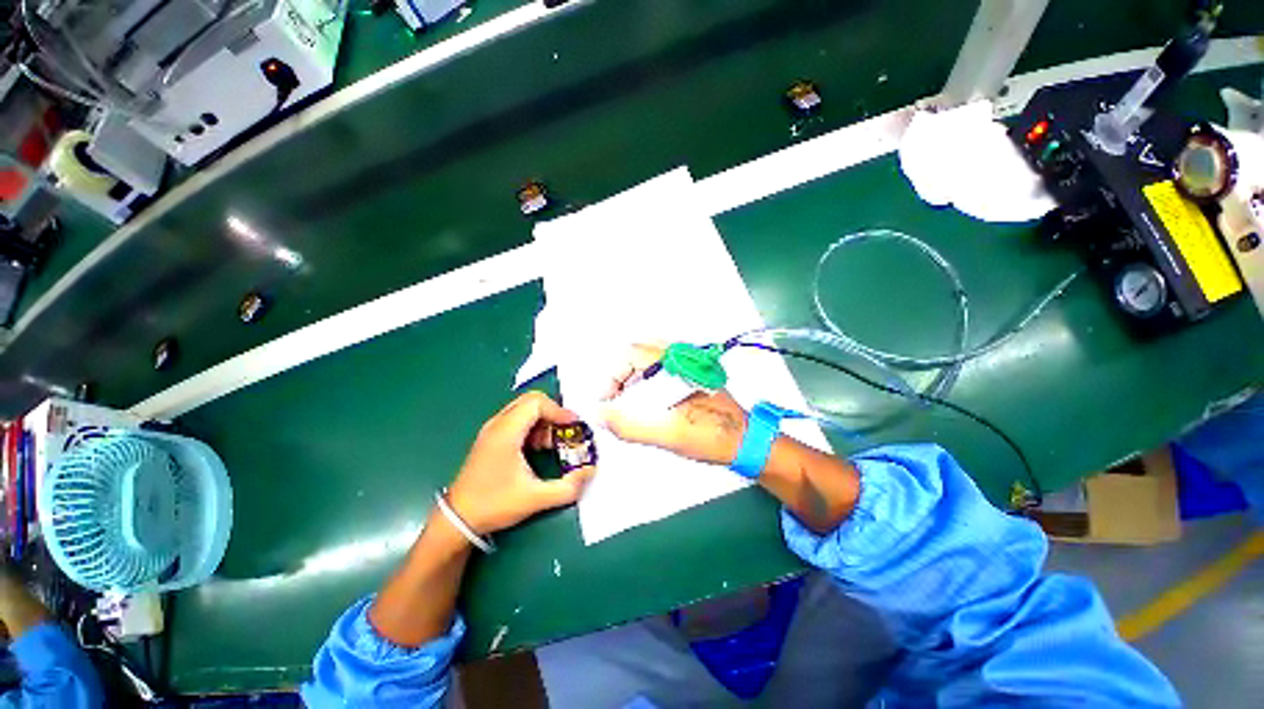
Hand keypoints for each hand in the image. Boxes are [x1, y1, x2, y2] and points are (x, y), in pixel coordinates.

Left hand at [447, 391, 594, 535]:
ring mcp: (492, 430)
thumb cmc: (494, 505)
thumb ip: (568, 487)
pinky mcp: (491, 438)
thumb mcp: (535, 499)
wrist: (458, 520)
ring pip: (524, 409)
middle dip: (553, 412)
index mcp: (506, 432)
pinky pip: (517, 420)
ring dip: (543, 420)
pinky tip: (538, 448)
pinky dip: (533, 427)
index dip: (559, 410)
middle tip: (566, 430)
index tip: (574, 426)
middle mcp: (497, 424)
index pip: (537, 403)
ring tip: (553, 443)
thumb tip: (590, 471)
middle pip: (530, 401)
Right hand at [600, 343, 748, 464]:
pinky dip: (647, 381)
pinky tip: (647, 402)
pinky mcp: (692, 375)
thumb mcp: (667, 435)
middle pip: (640, 354)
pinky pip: (662, 369)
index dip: (613, 376)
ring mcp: (688, 365)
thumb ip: (630, 426)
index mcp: (676, 364)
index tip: (607, 399)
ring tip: (628, 402)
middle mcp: (682, 357)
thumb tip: (601, 416)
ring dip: (634, 378)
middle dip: (622, 376)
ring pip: (650, 360)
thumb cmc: (711, 435)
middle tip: (616, 399)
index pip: (632, 354)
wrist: (746, 442)